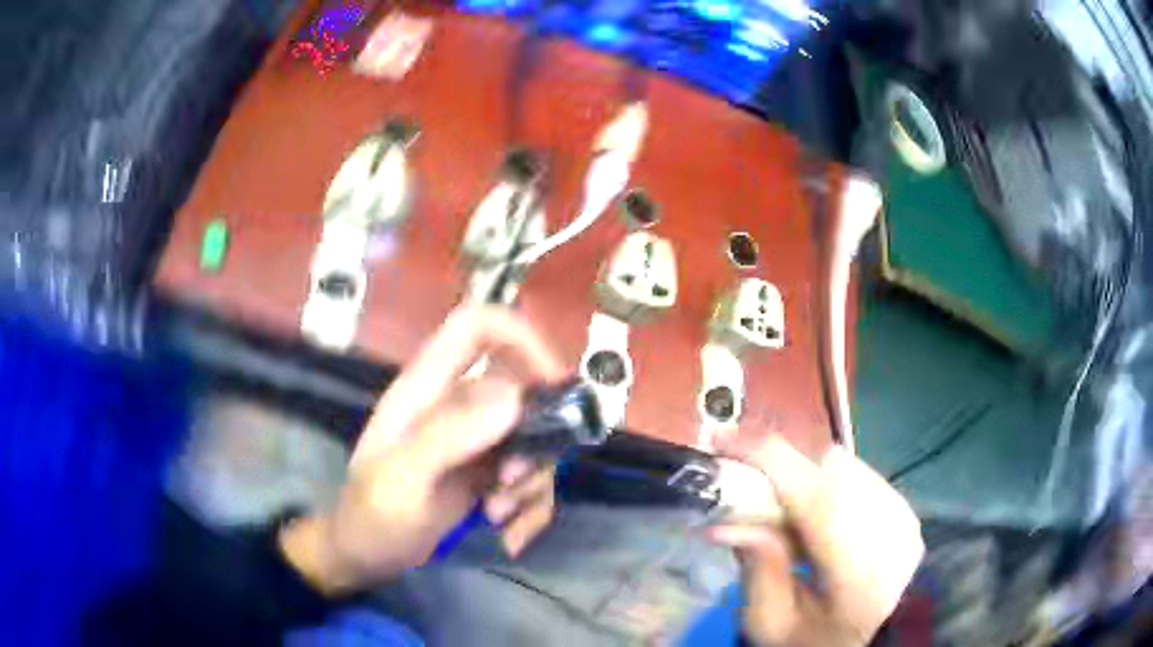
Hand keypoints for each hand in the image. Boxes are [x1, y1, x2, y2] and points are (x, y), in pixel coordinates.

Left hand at [281, 307, 565, 593]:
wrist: (367, 557)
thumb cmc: (372, 515)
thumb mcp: (401, 478)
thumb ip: (448, 435)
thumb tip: (513, 397)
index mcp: (427, 388)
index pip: (476, 327)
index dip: (520, 338)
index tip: (551, 384)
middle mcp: (457, 406)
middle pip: (523, 391)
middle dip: (534, 440)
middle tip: (513, 480)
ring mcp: (476, 443)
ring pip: (535, 441)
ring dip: (531, 484)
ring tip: (499, 517)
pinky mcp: (489, 476)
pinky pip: (532, 481)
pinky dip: (531, 510)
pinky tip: (510, 539)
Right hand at [709, 435, 923, 646]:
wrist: (861, 646)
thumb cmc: (809, 641)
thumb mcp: (768, 622)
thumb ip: (756, 567)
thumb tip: (726, 519)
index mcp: (862, 580)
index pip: (819, 502)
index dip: (770, 461)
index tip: (722, 440)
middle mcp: (895, 538)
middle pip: (833, 471)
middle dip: (783, 474)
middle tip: (751, 502)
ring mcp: (906, 520)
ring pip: (845, 466)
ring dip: (804, 480)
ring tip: (788, 524)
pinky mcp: (906, 511)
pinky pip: (857, 473)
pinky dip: (825, 486)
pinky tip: (816, 524)